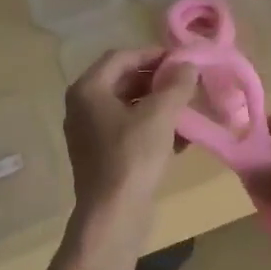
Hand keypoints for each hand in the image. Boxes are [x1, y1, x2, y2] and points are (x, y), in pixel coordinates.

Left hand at [62, 48, 196, 232]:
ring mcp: (90, 133)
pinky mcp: (101, 156)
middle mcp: (82, 107)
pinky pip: (128, 130)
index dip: (153, 55)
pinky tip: (180, 138)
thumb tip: (187, 65)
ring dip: (158, 105)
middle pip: (123, 80)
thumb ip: (176, 85)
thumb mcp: (160, 115)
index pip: (122, 57)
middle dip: (158, 81)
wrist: (113, 214)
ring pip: (128, 107)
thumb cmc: (133, 157)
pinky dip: (151, 128)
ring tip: (188, 109)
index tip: (183, 61)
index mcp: (88, 90)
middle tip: (188, 84)